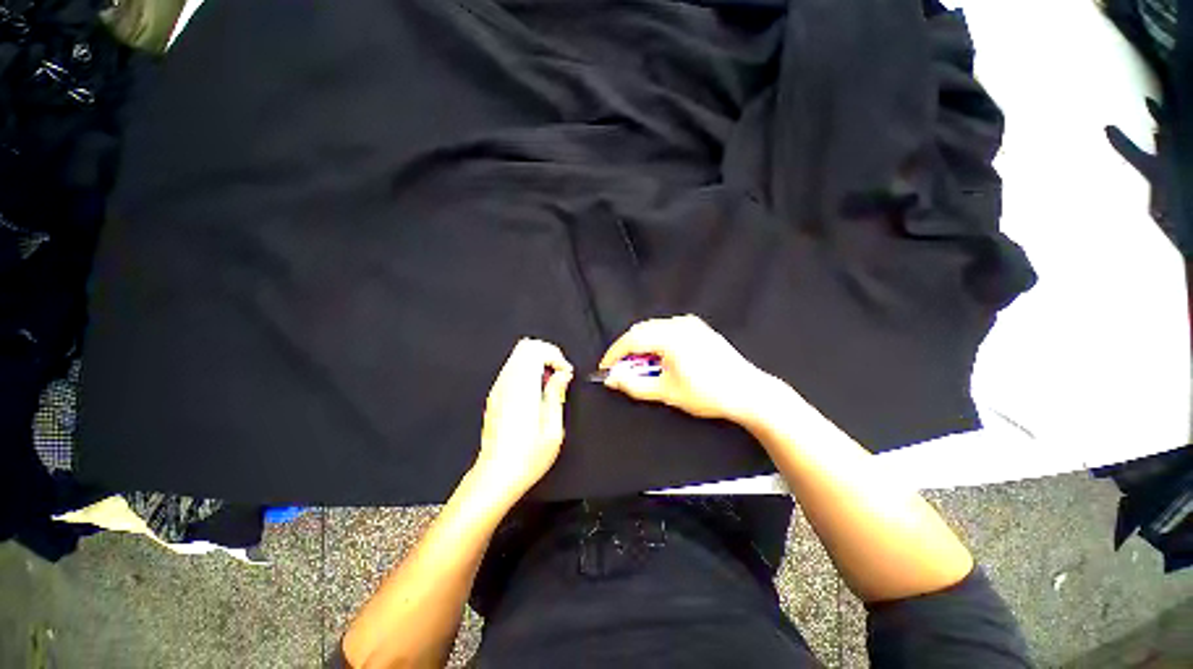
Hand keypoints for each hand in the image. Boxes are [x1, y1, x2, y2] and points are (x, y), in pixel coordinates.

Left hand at [473, 338, 573, 501]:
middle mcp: (507, 384)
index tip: (565, 374)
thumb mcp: (553, 429)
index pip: (535, 349)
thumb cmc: (526, 458)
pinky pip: (512, 369)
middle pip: (525, 346)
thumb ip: (557, 394)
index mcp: (522, 389)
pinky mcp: (495, 396)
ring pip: (517, 355)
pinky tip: (536, 393)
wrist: (496, 477)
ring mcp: (498, 389)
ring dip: (538, 362)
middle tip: (559, 375)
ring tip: (549, 385)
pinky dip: (528, 371)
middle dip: (547, 354)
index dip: (555, 356)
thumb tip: (563, 374)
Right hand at [599, 315, 771, 423]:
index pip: (632, 339)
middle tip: (621, 369)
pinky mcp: (699, 328)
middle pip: (642, 330)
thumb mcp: (667, 392)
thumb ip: (635, 385)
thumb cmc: (709, 394)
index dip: (614, 353)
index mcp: (671, 337)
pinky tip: (659, 358)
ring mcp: (691, 324)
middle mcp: (680, 324)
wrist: (748, 392)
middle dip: (627, 349)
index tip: (606, 367)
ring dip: (642, 345)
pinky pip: (668, 329)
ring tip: (641, 367)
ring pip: (654, 329)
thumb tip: (613, 380)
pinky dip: (657, 341)